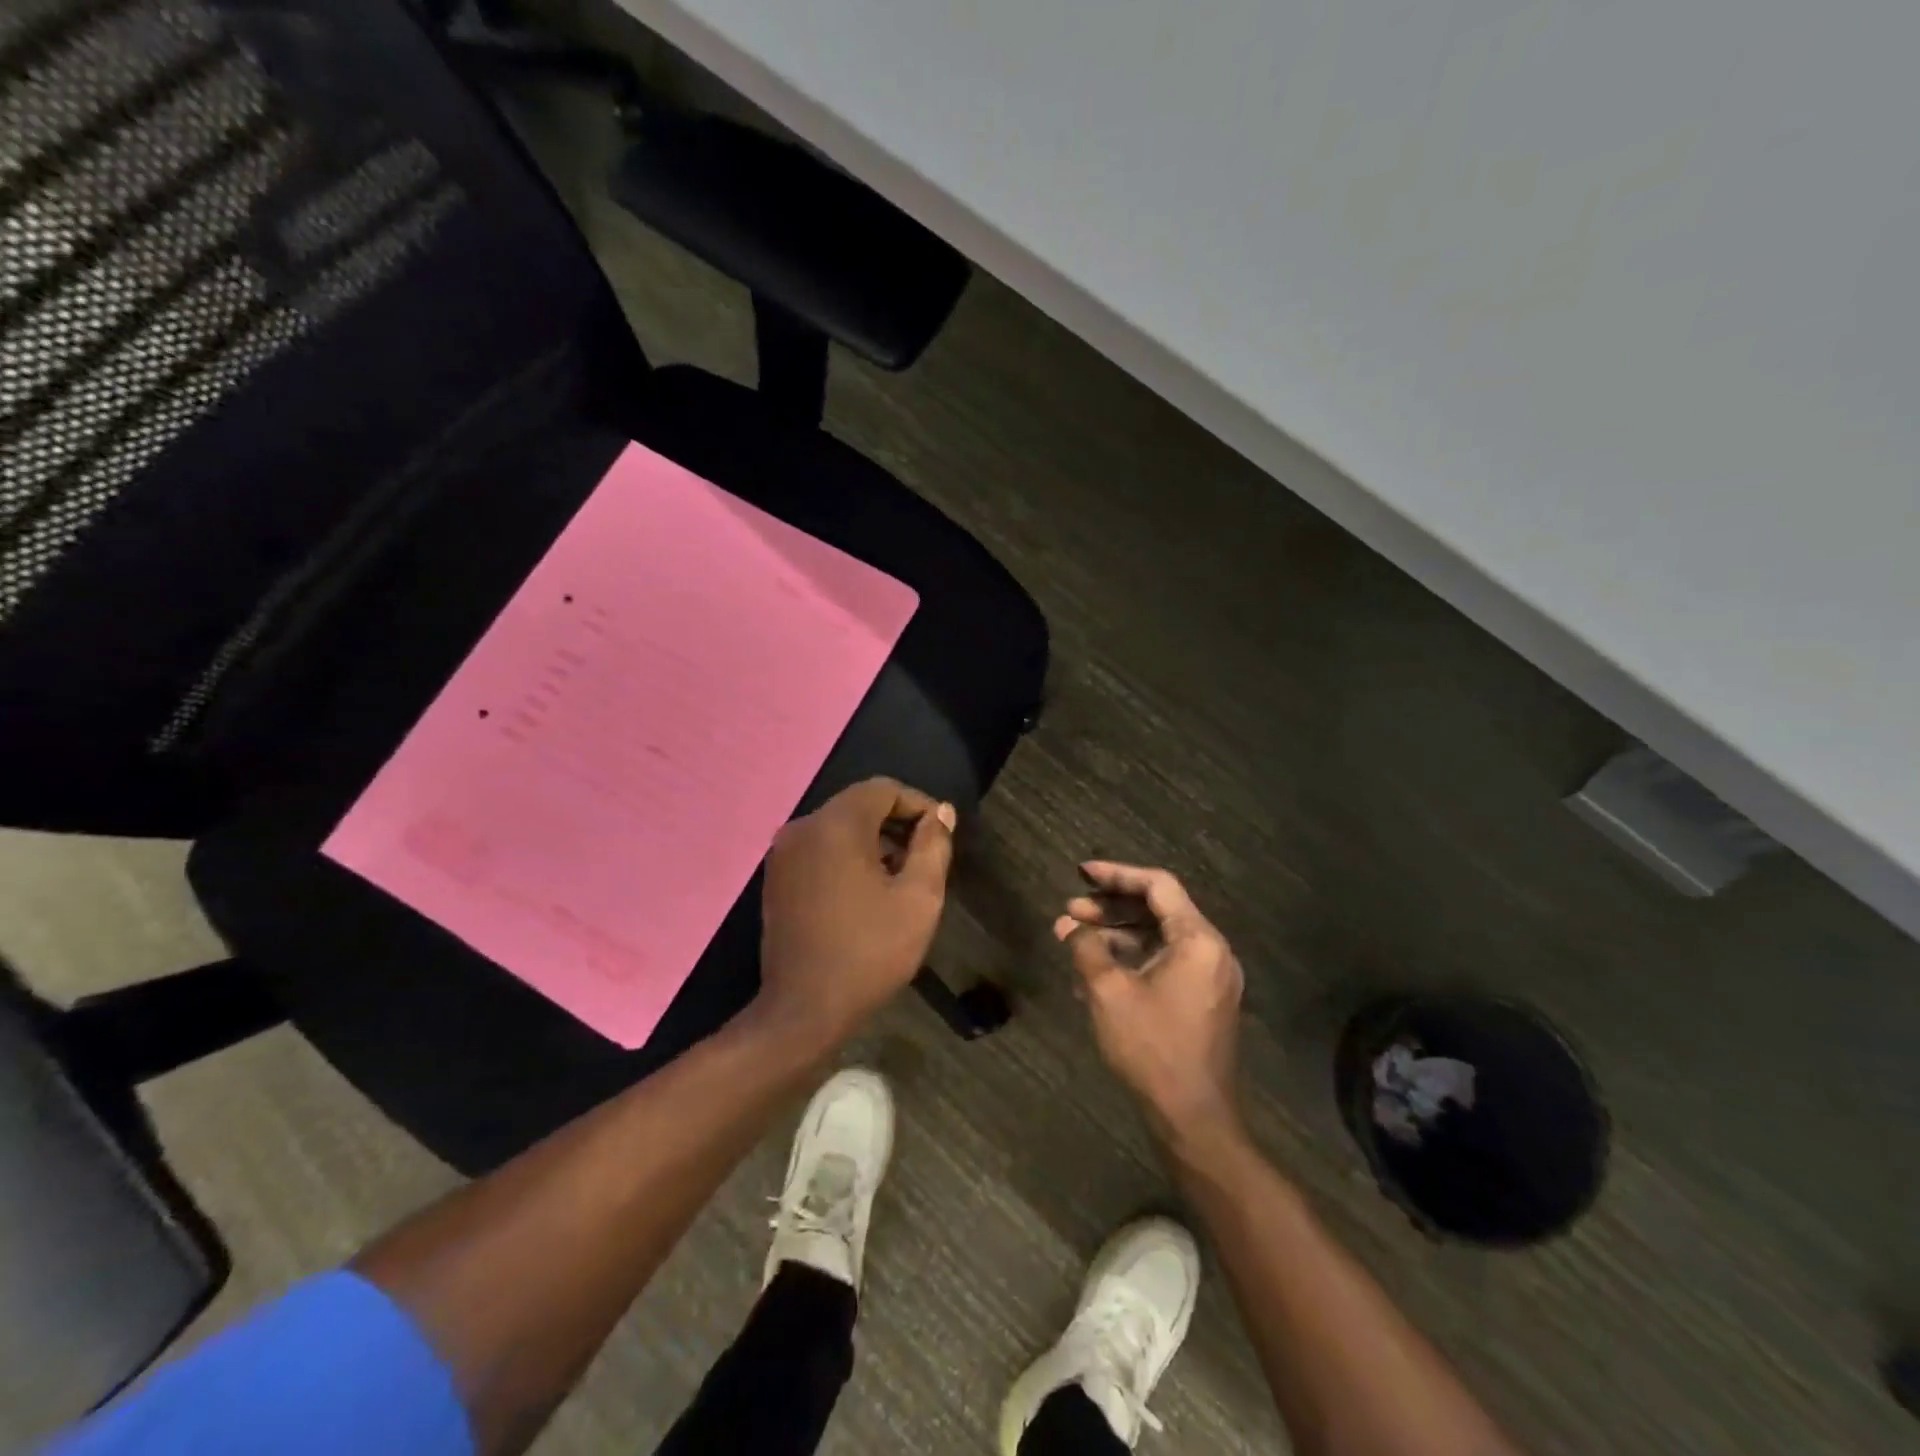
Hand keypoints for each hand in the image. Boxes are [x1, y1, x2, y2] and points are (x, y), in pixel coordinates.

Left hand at [756, 777, 956, 1046]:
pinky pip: (819, 848)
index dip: (918, 805)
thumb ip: (933, 846)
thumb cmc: (869, 952)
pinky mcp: (776, 877)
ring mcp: (783, 852)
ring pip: (838, 827)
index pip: (884, 789)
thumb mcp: (919, 899)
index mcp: (836, 824)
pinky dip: (846, 856)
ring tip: (899, 878)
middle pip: (859, 805)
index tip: (940, 836)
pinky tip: (865, 892)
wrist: (804, 1010)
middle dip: (896, 824)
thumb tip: (941, 812)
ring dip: (873, 841)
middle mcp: (803, 827)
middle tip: (924, 859)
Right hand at [1056, 862, 1245, 1141]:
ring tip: (1073, 941)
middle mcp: (1211, 952)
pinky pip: (1164, 964)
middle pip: (1158, 910)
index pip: (1158, 886)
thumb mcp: (1109, 992)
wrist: (1193, 1119)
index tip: (1082, 873)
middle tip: (1070, 912)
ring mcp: (1209, 978)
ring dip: (1116, 936)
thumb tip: (1072, 927)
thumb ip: (1088, 948)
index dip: (1117, 874)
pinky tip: (1094, 972)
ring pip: (1158, 939)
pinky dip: (1131, 961)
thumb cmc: (1152, 1048)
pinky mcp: (1202, 1001)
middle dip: (1110, 908)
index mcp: (1198, 940)